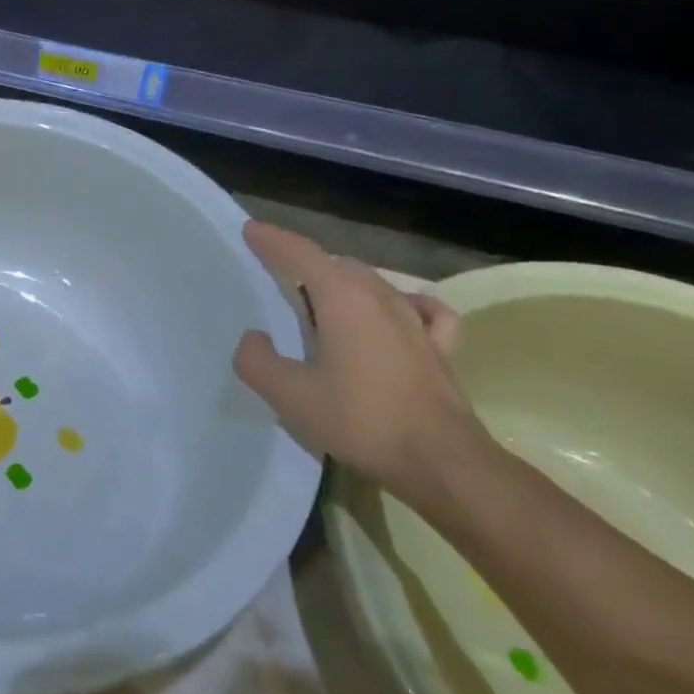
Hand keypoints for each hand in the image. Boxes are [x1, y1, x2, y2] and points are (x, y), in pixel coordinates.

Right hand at [232, 221, 490, 507]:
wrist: (442, 463)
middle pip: (336, 264)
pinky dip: (402, 302)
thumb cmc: (360, 421)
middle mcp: (380, 297)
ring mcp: (415, 320)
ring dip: (343, 282)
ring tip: (323, 300)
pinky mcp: (440, 347)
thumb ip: (257, 360)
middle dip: (305, 263)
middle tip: (278, 276)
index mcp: (342, 298)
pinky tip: (398, 313)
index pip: (301, 253)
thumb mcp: (288, 395)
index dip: (273, 240)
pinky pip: (421, 308)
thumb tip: (255, 338)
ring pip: (373, 282)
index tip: (251, 230)